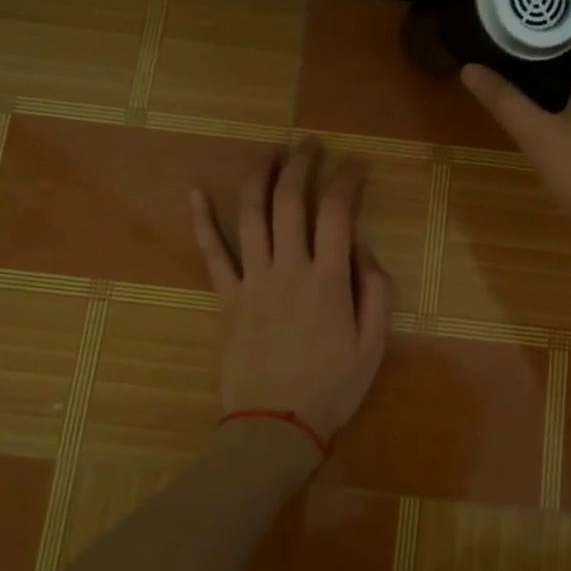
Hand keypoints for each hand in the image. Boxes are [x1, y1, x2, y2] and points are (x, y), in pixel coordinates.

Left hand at [191, 144, 392, 447]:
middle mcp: (288, 269)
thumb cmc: (331, 388)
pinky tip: (194, 191)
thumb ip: (376, 293)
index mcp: (328, 280)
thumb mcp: (373, 347)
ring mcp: (252, 280)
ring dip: (259, 177)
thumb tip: (364, 250)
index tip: (355, 165)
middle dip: (302, 164)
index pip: (337, 213)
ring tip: (269, 153)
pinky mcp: (226, 297)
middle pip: (291, 202)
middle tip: (310, 144)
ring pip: (251, 215)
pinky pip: (211, 252)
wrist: (275, 425)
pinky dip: (201, 220)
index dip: (347, 181)